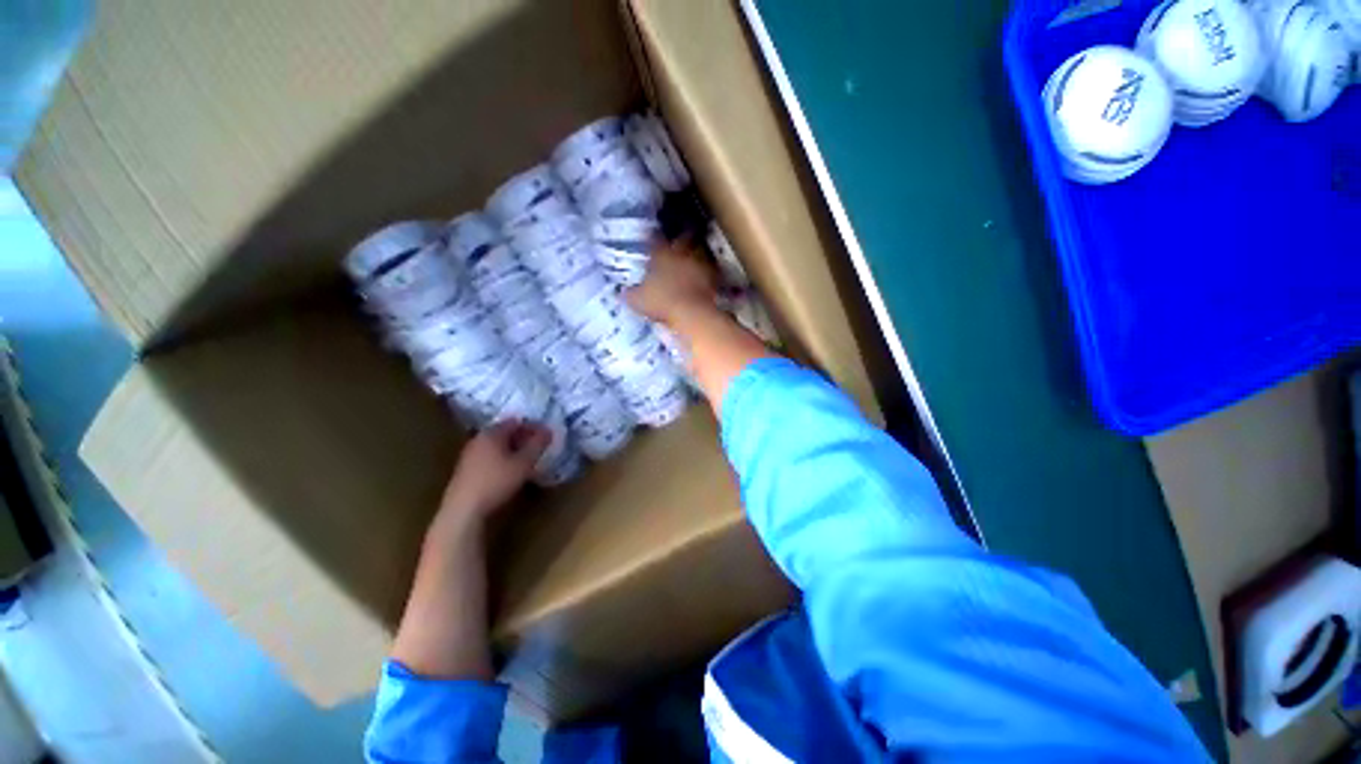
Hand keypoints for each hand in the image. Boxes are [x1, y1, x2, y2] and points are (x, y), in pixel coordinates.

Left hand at [436, 420, 549, 527]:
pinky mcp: (465, 471)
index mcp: (492, 433)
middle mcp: (478, 439)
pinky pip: (489, 457)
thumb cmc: (496, 482)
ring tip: (528, 460)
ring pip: (496, 446)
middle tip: (539, 447)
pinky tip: (510, 471)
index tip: (546, 435)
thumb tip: (548, 430)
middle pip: (505, 432)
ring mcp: (469, 455)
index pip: (516, 422)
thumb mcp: (524, 463)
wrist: (463, 510)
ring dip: (513, 450)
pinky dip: (502, 459)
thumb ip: (537, 445)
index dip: (533, 426)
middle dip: (523, 438)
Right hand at [626, 238, 718, 325]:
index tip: (652, 236)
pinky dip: (707, 270)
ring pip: (699, 249)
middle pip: (683, 236)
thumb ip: (631, 293)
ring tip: (692, 259)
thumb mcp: (638, 300)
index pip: (655, 238)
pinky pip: (710, 267)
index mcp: (661, 253)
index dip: (653, 236)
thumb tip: (623, 292)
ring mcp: (700, 261)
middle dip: (681, 237)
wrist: (691, 312)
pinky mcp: (714, 274)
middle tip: (678, 241)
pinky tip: (704, 276)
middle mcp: (681, 251)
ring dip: (696, 252)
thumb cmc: (661, 302)